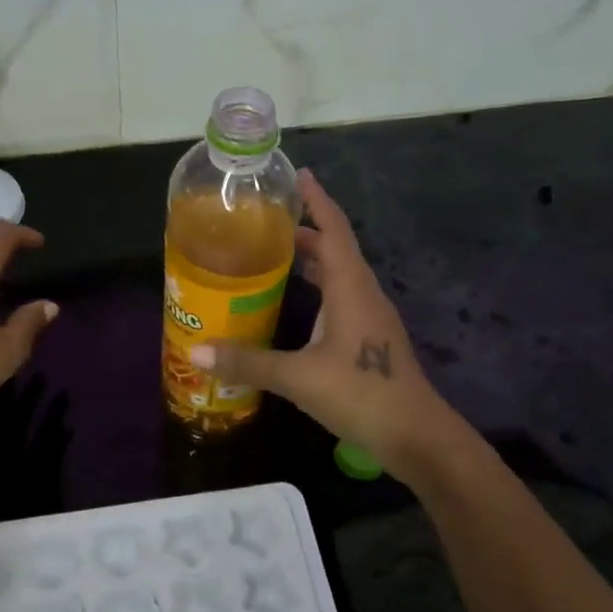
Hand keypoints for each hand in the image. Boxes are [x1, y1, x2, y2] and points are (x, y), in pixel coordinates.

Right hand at [189, 170, 453, 478]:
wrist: (416, 436)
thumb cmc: (361, 394)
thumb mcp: (298, 378)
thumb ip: (248, 362)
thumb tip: (196, 352)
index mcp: (351, 288)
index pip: (334, 230)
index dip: (317, 201)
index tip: (300, 175)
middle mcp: (364, 294)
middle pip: (336, 249)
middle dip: (305, 231)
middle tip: (267, 222)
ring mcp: (370, 318)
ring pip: (340, 276)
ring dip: (313, 261)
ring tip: (275, 255)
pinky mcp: (370, 340)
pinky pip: (341, 299)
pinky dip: (319, 289)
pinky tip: (297, 306)